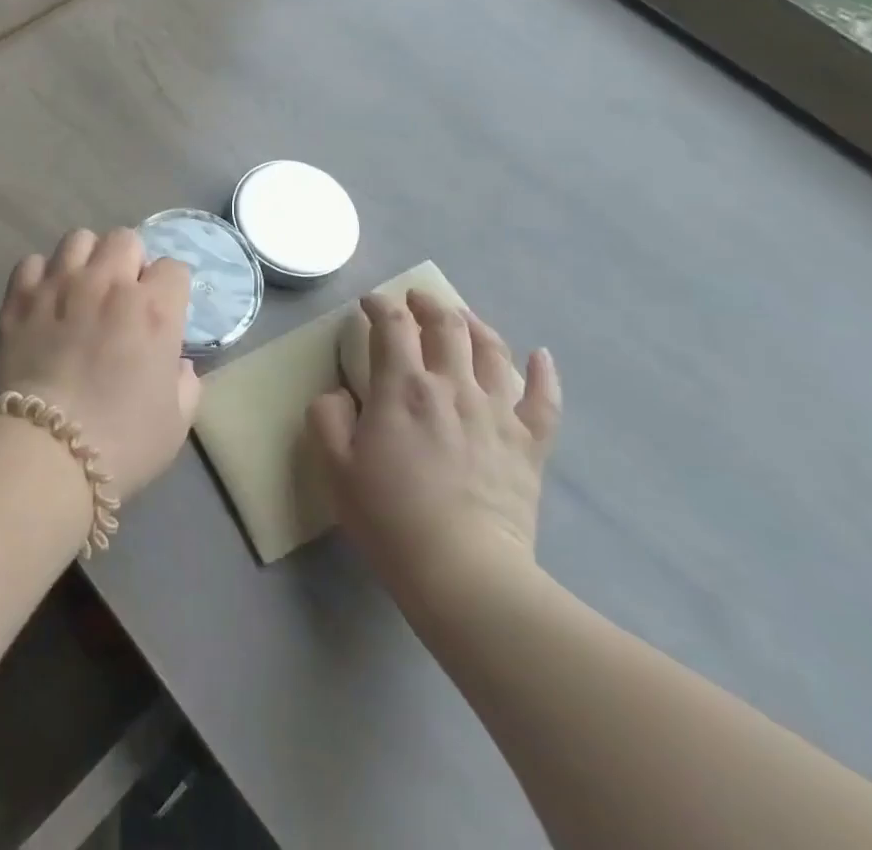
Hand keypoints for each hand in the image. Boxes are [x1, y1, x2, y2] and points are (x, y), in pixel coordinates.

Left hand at [0, 228, 200, 500]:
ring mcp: (59, 285)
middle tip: (122, 296)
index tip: (163, 311)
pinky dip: (42, 276)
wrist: (42, 454)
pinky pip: (33, 262)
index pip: (173, 268)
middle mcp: (108, 284)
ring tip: (81, 289)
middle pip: (125, 238)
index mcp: (153, 310)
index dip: (170, 289)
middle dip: (129, 261)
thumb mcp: (175, 424)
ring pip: (78, 238)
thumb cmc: (120, 445)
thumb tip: (178, 364)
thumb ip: (185, 384)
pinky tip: (43, 302)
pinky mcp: (19, 297)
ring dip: (86, 259)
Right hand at [309, 290, 561, 615]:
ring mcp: (498, 412)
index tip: (370, 304)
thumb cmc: (390, 518)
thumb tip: (340, 394)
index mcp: (403, 388)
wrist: (464, 572)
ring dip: (474, 324)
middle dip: (428, 304)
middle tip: (416, 300)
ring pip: (492, 350)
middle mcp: (453, 386)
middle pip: (446, 325)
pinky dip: (544, 372)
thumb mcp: (335, 466)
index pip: (392, 326)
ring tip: (462, 318)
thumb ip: (327, 417)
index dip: (380, 306)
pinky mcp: (529, 443)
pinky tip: (541, 355)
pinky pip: (544, 399)